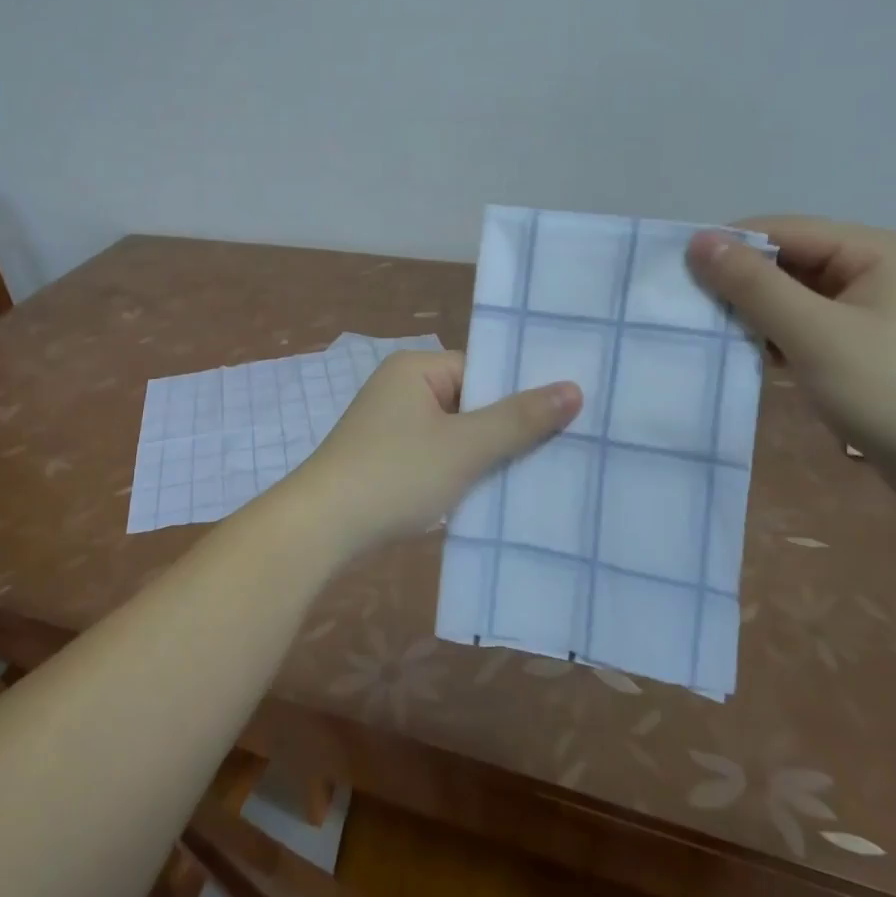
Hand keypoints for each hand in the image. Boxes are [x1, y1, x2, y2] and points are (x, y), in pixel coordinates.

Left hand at [284, 351, 580, 559]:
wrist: (321, 527)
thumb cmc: (396, 474)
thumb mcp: (465, 446)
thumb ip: (518, 419)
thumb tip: (573, 388)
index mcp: (414, 369)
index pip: (481, 370)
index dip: (518, 396)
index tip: (562, 421)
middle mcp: (400, 388)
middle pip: (469, 402)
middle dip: (505, 429)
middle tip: (558, 452)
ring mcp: (389, 426)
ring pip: (454, 434)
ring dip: (483, 455)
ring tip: (532, 476)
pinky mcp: (384, 459)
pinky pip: (435, 456)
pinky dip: (459, 472)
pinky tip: (488, 495)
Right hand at [686, 217, 895, 512]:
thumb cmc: (895, 392)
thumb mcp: (814, 333)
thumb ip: (753, 285)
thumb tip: (698, 241)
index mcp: (871, 251)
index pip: (780, 230)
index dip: (727, 247)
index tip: (675, 275)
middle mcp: (870, 271)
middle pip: (783, 262)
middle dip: (735, 283)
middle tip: (684, 308)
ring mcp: (866, 312)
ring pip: (788, 297)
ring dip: (749, 313)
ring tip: (706, 333)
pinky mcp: (859, 348)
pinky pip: (800, 327)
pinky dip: (770, 337)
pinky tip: (744, 356)